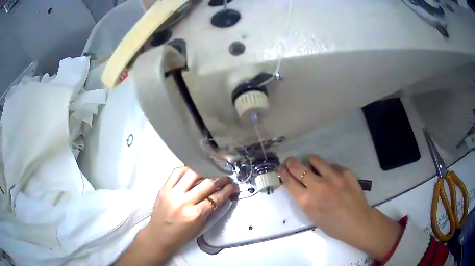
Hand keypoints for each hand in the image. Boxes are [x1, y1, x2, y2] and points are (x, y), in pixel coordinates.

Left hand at [116, 167, 237, 265]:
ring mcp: (172, 193)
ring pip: (192, 173)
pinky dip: (187, 169)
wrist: (159, 236)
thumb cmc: (182, 235)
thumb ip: (211, 210)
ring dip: (205, 170)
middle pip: (207, 183)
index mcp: (195, 214)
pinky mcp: (163, 188)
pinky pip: (176, 172)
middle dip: (221, 178)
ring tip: (212, 170)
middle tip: (226, 176)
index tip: (234, 186)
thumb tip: (221, 194)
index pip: (216, 198)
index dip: (228, 190)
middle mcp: (184, 201)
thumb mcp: (201, 225)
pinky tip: (193, 169)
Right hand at [277, 156, 401, 260]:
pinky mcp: (346, 172)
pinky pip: (332, 166)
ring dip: (310, 162)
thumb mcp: (312, 216)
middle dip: (291, 162)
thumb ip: (303, 199)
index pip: (288, 181)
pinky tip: (333, 177)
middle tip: (290, 162)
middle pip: (298, 167)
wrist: (357, 222)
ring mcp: (333, 177)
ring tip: (312, 165)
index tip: (281, 168)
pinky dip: (329, 170)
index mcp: (307, 201)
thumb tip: (297, 185)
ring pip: (315, 160)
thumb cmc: (333, 225)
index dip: (282, 173)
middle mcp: (318, 186)